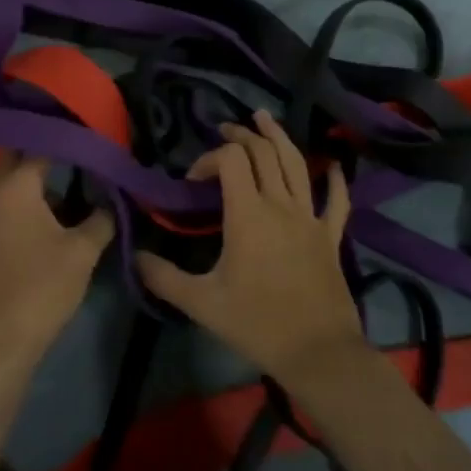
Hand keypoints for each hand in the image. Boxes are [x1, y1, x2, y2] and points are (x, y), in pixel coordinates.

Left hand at [0, 154, 114, 380]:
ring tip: (84, 179)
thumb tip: (113, 200)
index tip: (94, 128)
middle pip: (21, 158)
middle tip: (84, 144)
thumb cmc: (41, 287)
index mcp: (15, 187)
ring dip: (46, 180)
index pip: (41, 143)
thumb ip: (102, 217)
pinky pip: (16, 207)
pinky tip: (66, 215)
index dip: (69, 135)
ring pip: (19, 185)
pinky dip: (38, 202)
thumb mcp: (83, 250)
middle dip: (51, 149)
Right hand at [137, 111, 364, 389]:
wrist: (317, 351)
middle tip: (226, 131)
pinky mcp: (331, 235)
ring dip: (279, 137)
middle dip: (242, 136)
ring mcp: (310, 217)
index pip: (230, 160)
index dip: (209, 158)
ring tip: (265, 119)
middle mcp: (280, 204)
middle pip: (263, 152)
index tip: (193, 180)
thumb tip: (134, 256)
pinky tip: (334, 166)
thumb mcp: (201, 303)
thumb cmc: (256, 323)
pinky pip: (336, 201)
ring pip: (297, 163)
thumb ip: (164, 278)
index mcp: (248, 213)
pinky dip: (335, 180)